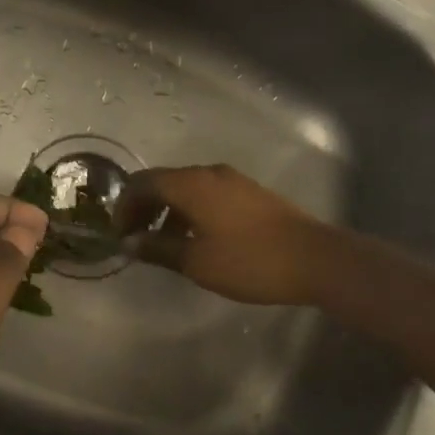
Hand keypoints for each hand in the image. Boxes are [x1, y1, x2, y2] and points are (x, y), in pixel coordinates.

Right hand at [116, 164, 334, 306]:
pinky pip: (206, 195)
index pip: (142, 183)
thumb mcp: (196, 261)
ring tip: (163, 245)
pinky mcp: (249, 193)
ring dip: (167, 212)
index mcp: (190, 184)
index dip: (124, 207)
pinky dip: (190, 212)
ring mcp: (232, 181)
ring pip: (186, 189)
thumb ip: (158, 248)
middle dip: (143, 208)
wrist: (315, 259)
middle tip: (135, 239)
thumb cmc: (249, 261)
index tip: (119, 235)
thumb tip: (130, 242)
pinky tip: (195, 240)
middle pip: (163, 182)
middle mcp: (208, 173)